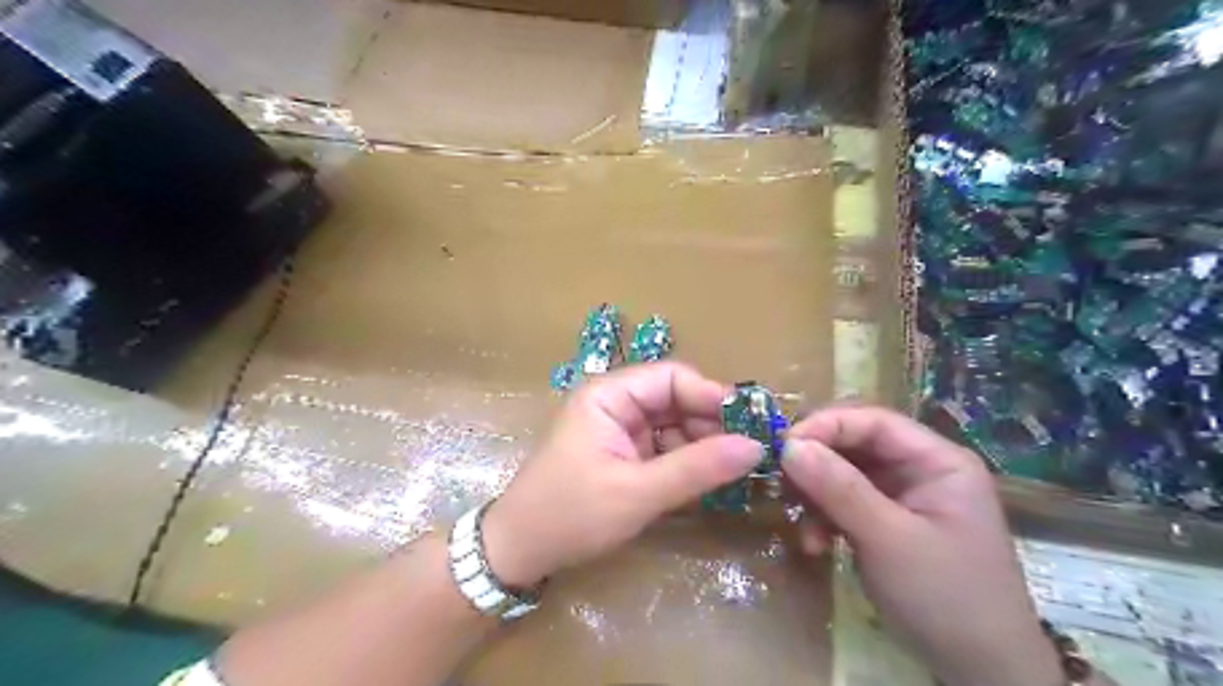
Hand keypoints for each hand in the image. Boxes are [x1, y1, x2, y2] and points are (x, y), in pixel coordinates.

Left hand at [480, 365, 762, 589]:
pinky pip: (664, 448)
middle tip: (751, 453)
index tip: (750, 425)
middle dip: (711, 424)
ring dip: (703, 445)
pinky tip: (709, 481)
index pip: (671, 378)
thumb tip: (755, 447)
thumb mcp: (637, 493)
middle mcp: (615, 404)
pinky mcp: (622, 454)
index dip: (712, 396)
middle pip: (675, 399)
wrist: (519, 552)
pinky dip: (687, 462)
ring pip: (673, 425)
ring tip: (736, 471)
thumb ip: (697, 468)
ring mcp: (618, 430)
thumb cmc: (570, 514)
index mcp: (609, 395)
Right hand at [784, 407, 1062, 685]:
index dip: (826, 426)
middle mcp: (920, 469)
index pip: (873, 421)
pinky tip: (816, 545)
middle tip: (782, 483)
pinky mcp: (888, 522)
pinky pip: (846, 503)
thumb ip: (838, 488)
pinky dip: (825, 518)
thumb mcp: (888, 539)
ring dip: (817, 497)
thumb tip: (787, 446)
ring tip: (803, 528)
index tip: (783, 446)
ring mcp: (904, 496)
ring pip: (844, 474)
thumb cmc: (946, 598)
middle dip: (817, 464)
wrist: (980, 672)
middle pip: (856, 445)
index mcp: (937, 460)